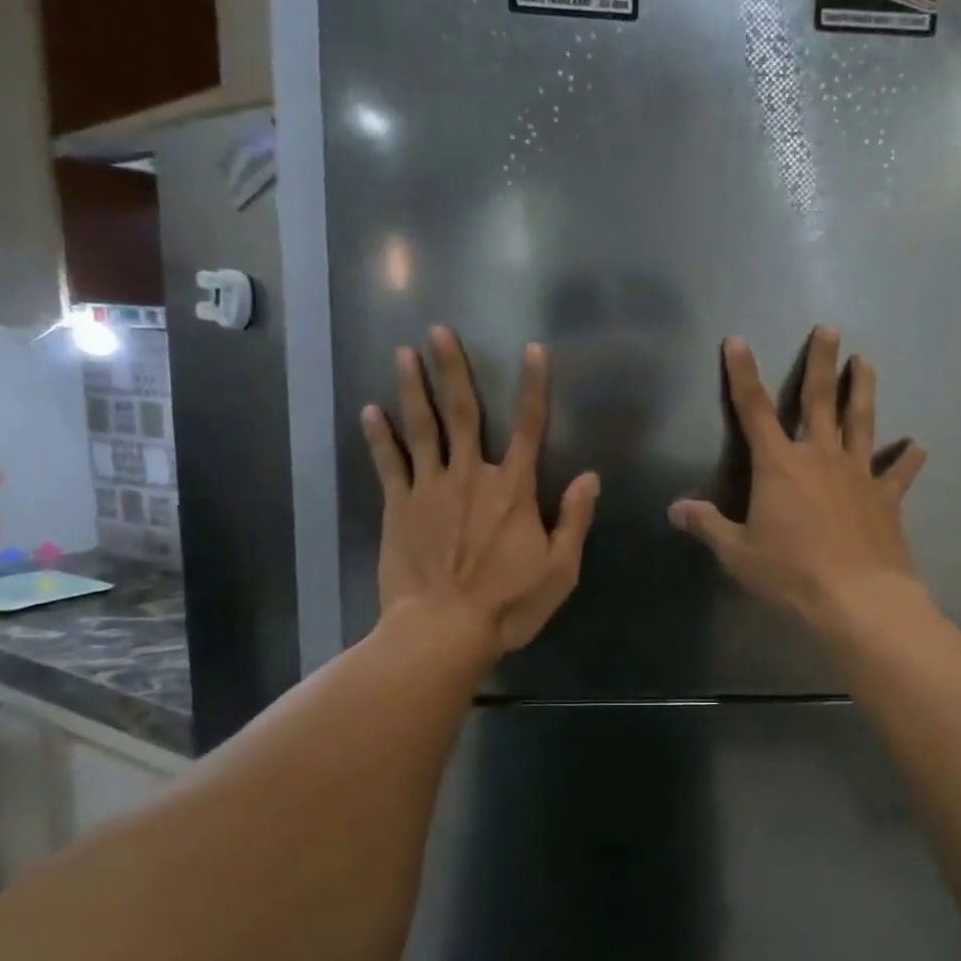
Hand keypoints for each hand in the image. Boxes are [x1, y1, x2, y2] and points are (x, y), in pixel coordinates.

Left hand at [361, 326, 599, 655]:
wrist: (442, 630)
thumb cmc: (508, 603)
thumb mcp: (560, 569)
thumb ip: (574, 519)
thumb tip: (590, 477)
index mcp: (514, 489)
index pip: (530, 427)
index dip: (534, 387)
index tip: (533, 350)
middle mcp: (471, 476)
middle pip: (464, 413)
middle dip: (453, 369)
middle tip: (438, 331)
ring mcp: (430, 489)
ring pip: (422, 428)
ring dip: (413, 389)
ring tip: (403, 353)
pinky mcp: (398, 507)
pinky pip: (389, 463)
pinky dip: (379, 436)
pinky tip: (370, 411)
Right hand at [669, 328, 926, 631]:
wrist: (857, 599)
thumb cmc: (790, 573)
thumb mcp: (737, 552)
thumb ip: (707, 525)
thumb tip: (675, 509)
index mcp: (779, 466)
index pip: (754, 410)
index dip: (743, 374)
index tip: (737, 341)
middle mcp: (820, 458)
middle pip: (819, 400)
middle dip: (821, 362)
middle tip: (829, 328)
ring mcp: (858, 475)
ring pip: (861, 422)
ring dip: (863, 390)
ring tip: (866, 361)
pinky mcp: (886, 499)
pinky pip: (898, 474)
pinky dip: (908, 459)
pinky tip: (918, 446)